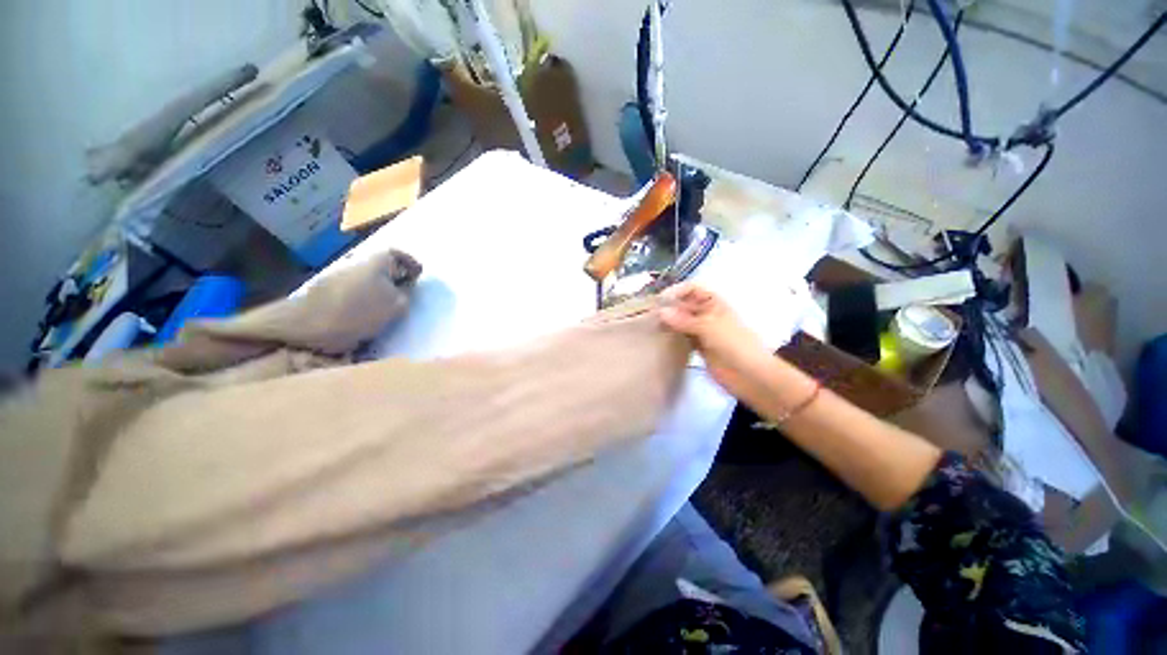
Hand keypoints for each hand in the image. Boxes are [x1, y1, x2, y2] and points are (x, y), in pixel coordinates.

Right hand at [657, 283, 771, 398]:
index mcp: (714, 303)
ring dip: (669, 322)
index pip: (692, 289)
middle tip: (648, 315)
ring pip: (681, 321)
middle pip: (684, 305)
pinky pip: (682, 337)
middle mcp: (707, 314)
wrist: (750, 375)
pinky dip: (672, 336)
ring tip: (650, 326)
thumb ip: (684, 320)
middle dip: (669, 307)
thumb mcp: (709, 327)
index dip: (676, 291)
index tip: (659, 301)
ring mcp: (702, 331)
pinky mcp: (698, 347)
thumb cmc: (734, 344)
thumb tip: (660, 312)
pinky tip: (660, 339)